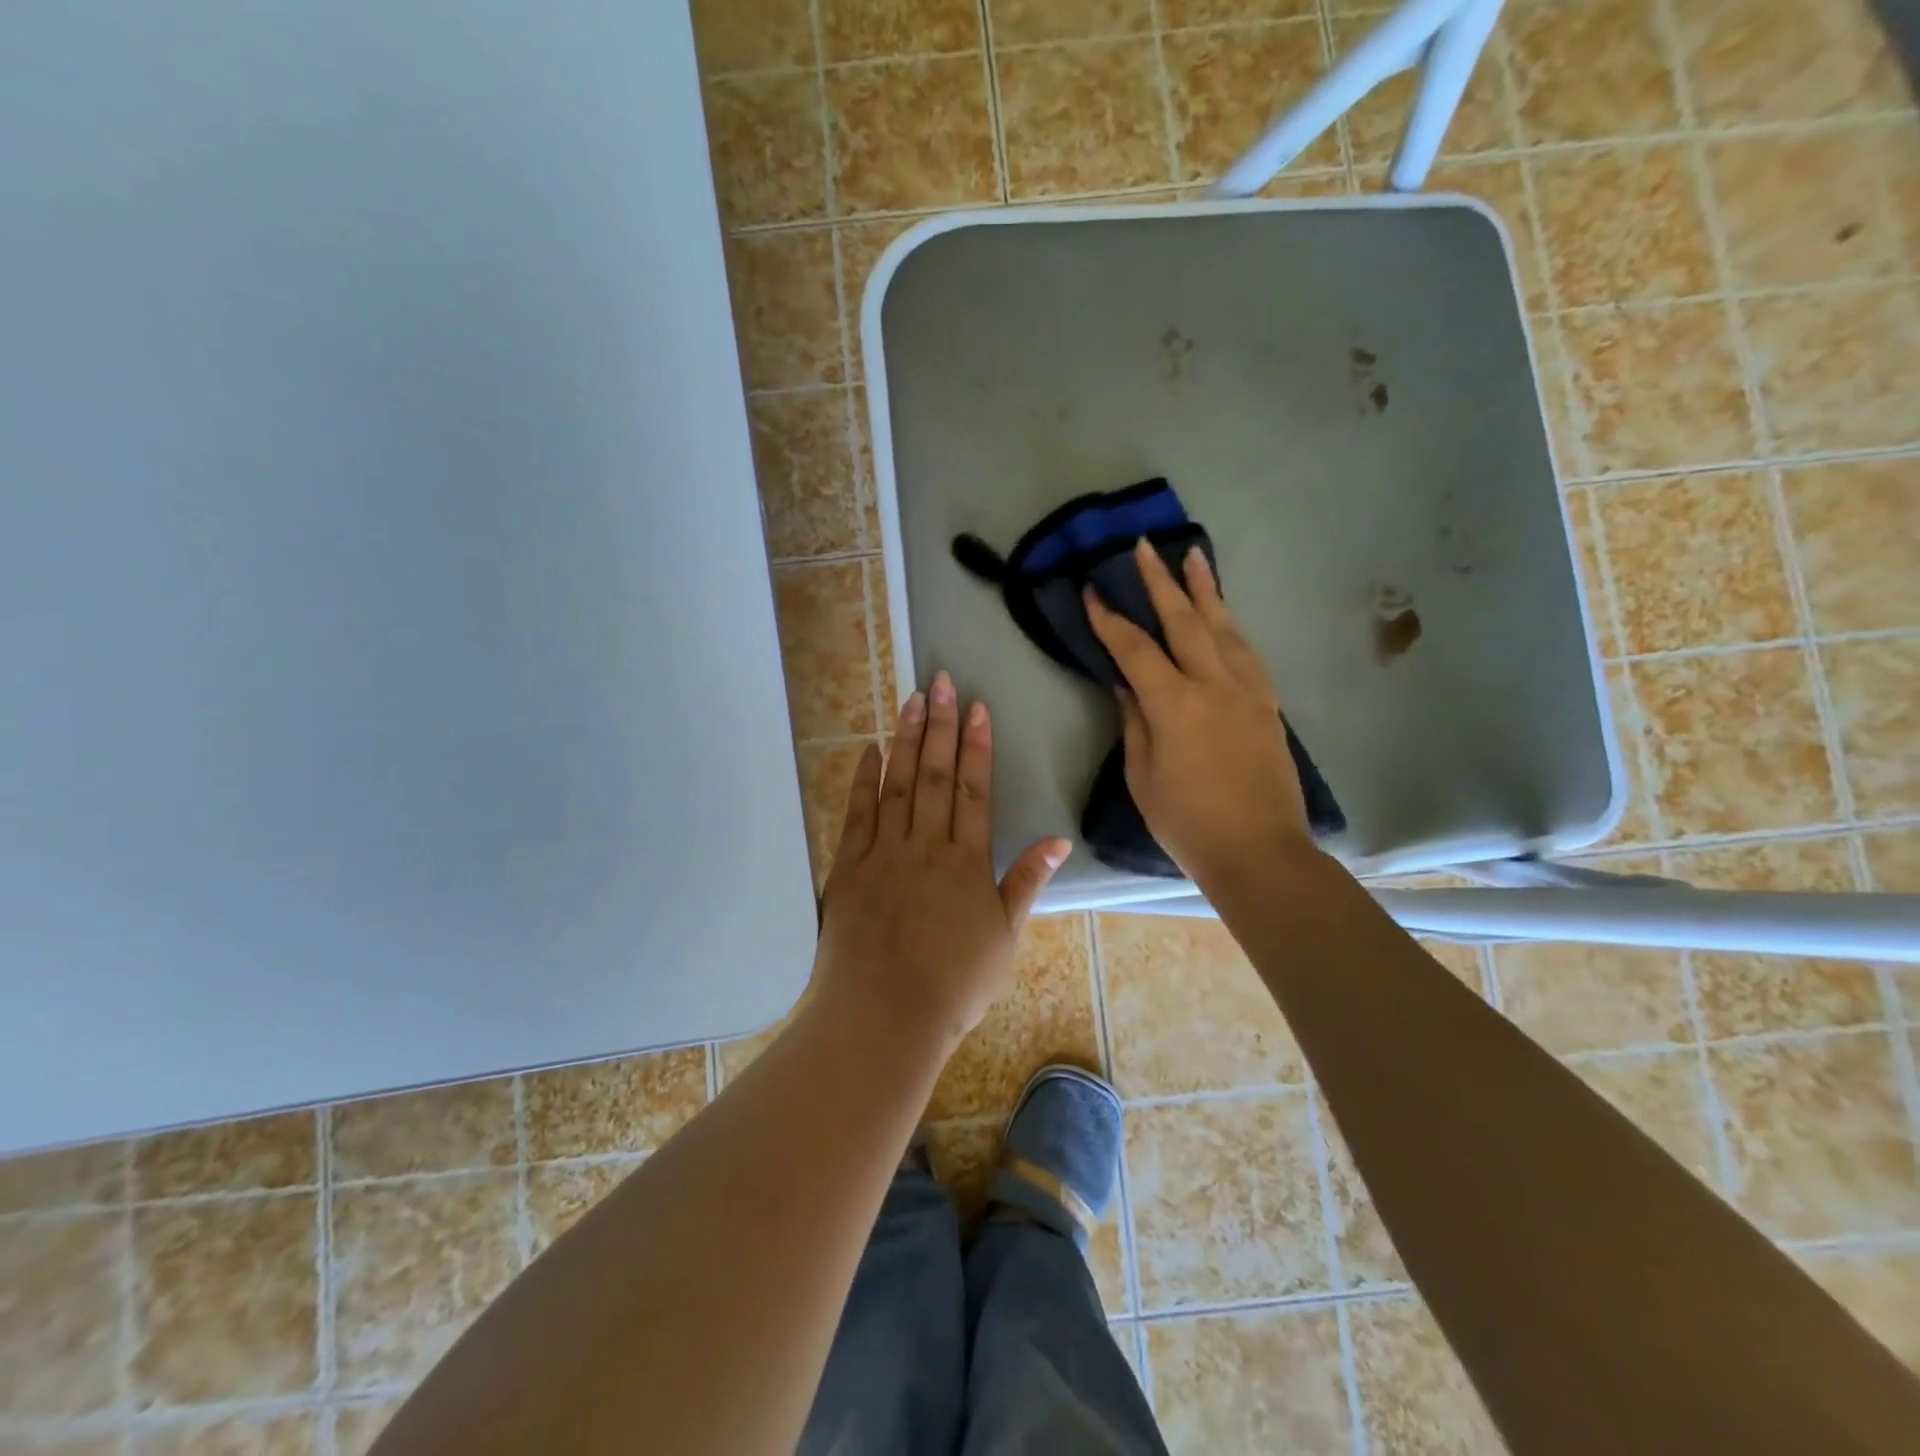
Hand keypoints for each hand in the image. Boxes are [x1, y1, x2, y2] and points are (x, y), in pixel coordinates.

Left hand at [813, 671, 1071, 1050]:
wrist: (885, 1017)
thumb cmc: (955, 984)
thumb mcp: (1004, 937)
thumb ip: (1027, 882)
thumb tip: (1060, 840)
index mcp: (966, 862)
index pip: (974, 791)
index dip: (977, 746)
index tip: (977, 708)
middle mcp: (926, 847)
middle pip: (935, 776)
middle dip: (940, 726)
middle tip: (942, 682)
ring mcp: (884, 854)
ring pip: (898, 785)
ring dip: (906, 740)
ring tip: (912, 700)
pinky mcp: (849, 868)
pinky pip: (857, 815)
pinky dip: (864, 780)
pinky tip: (869, 751)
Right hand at [1084, 538, 1314, 886]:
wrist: (1259, 851)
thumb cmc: (1187, 822)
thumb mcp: (1142, 776)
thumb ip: (1134, 722)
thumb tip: (1127, 685)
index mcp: (1175, 704)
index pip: (1135, 649)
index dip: (1111, 619)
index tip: (1092, 592)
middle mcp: (1215, 684)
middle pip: (1185, 621)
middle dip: (1160, 582)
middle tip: (1144, 547)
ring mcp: (1248, 691)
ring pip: (1224, 627)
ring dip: (1205, 590)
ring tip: (1193, 556)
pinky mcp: (1268, 704)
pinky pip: (1246, 651)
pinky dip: (1230, 625)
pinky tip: (1223, 614)